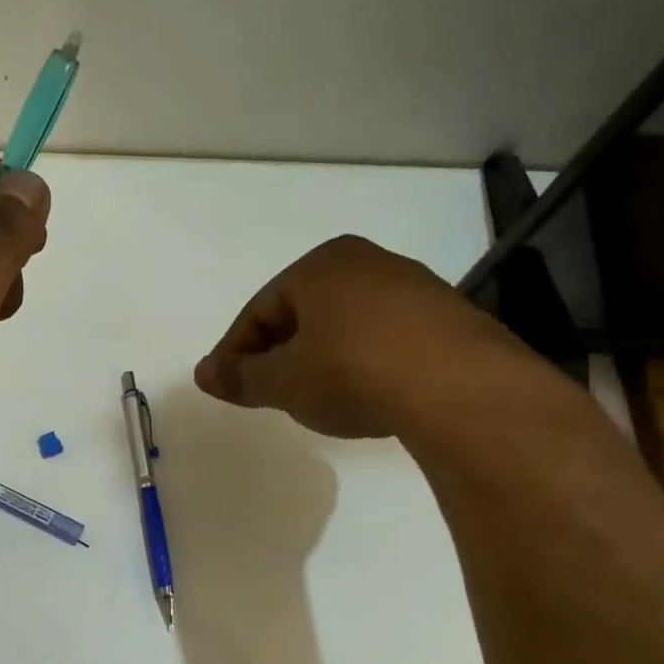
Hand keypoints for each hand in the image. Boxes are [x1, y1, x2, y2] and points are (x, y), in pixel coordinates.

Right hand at [194, 234, 530, 437]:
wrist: (461, 390)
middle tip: (264, 392)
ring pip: (345, 326)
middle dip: (278, 353)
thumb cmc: (351, 371)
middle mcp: (369, 263)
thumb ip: (240, 376)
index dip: (236, 350)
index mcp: (322, 265)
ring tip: (312, 399)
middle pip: (303, 313)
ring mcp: (415, 289)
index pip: (260, 309)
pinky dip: (361, 364)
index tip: (226, 385)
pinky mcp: (448, 321)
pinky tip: (363, 396)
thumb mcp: (284, 381)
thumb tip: (201, 373)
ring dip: (320, 360)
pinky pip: (384, 340)